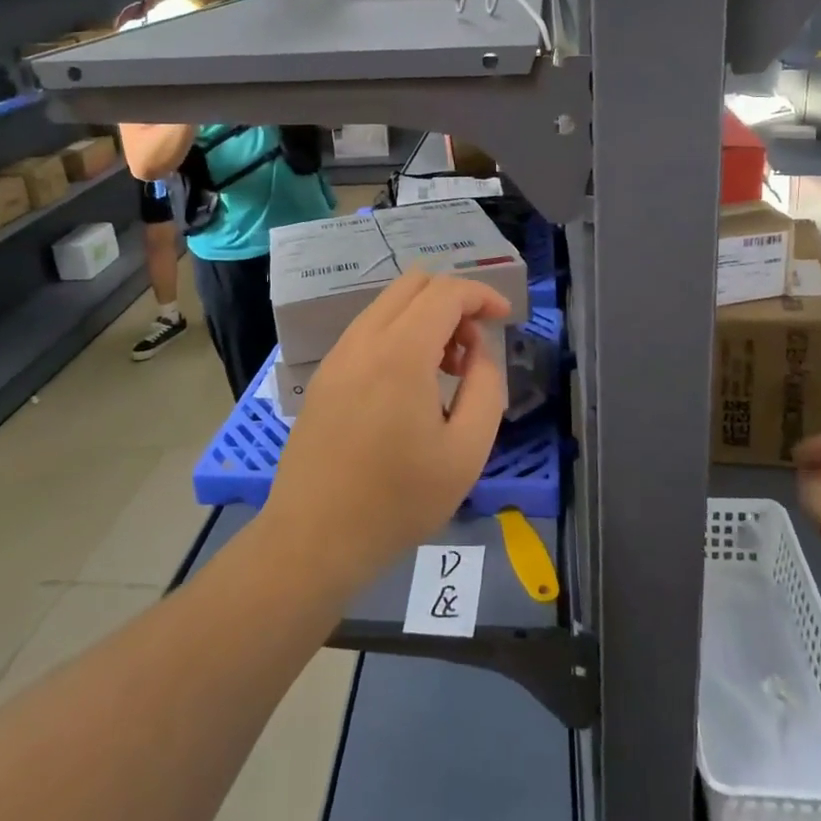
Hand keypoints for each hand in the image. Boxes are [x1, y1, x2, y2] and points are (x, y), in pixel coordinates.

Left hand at [261, 270, 509, 596]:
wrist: (314, 537)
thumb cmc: (398, 500)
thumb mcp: (466, 452)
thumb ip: (486, 388)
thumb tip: (479, 351)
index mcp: (401, 352)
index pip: (446, 292)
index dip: (482, 295)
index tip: (506, 318)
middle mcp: (364, 340)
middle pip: (413, 283)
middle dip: (453, 300)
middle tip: (473, 347)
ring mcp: (338, 355)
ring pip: (388, 304)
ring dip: (425, 316)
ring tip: (446, 369)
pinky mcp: (325, 375)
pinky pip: (368, 329)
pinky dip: (399, 333)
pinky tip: (410, 383)